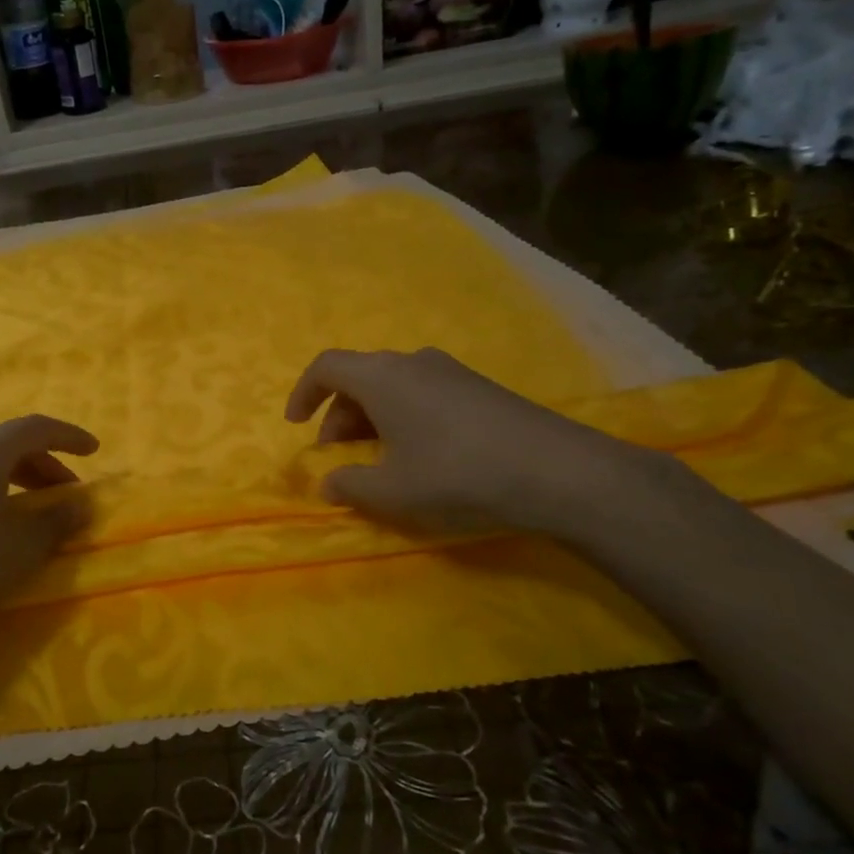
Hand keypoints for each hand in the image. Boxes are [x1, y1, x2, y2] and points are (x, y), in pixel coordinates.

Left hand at [0, 414, 99, 631]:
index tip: (94, 451)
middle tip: (68, 493)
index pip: (36, 428)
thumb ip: (58, 520)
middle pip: (10, 443)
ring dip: (18, 478)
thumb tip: (82, 503)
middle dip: (46, 464)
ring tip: (35, 510)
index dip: (70, 437)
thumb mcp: (22, 547)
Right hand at [284, 348, 643, 536]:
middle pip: (359, 378)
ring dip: (371, 419)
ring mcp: (450, 371)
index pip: (326, 367)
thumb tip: (328, 484)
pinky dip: (403, 417)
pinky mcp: (478, 387)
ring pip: (392, 386)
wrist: (557, 471)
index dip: (303, 393)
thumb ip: (349, 486)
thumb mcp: (392, 491)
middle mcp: (412, 362)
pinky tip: (421, 455)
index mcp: (382, 377)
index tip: (296, 425)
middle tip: (339, 458)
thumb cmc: (457, 474)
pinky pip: (422, 393)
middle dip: (338, 417)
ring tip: (378, 461)